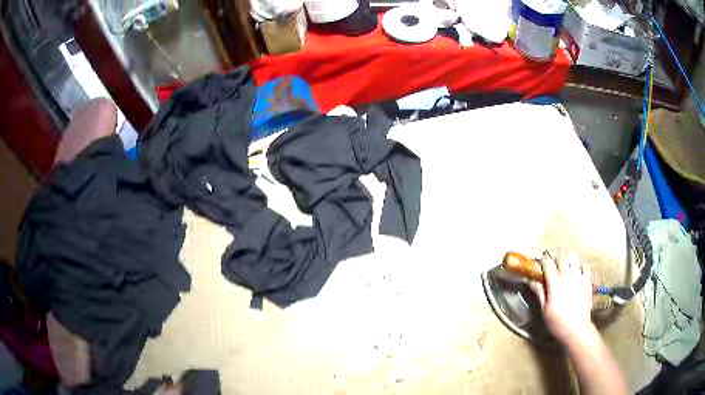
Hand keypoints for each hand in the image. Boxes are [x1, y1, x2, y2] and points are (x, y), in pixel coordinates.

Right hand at [529, 252, 593, 344]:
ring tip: (566, 262)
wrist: (577, 329)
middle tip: (554, 260)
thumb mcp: (545, 310)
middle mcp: (567, 277)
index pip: (548, 264)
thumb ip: (540, 293)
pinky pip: (586, 265)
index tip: (541, 261)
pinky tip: (578, 269)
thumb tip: (531, 281)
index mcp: (555, 285)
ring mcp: (579, 278)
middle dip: (557, 255)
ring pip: (574, 257)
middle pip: (562, 256)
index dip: (544, 260)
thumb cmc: (558, 322)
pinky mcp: (588, 281)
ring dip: (569, 257)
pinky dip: (581, 264)